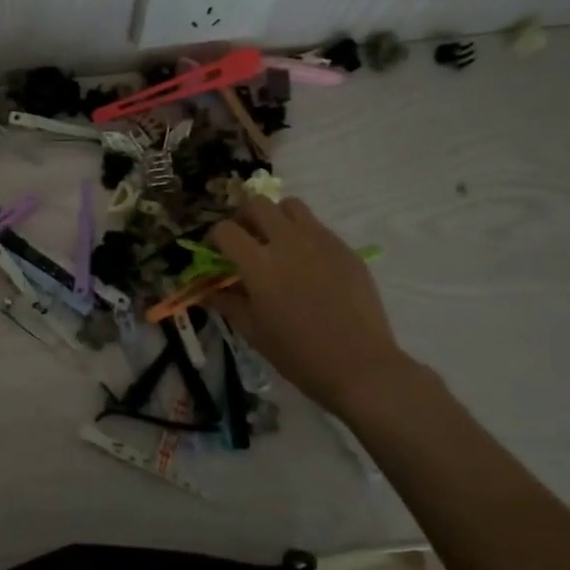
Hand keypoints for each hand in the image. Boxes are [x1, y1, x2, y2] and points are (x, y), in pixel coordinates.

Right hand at [209, 196, 415, 414]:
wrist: (360, 365)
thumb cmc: (299, 354)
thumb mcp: (254, 332)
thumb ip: (228, 303)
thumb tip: (209, 290)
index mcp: (259, 264)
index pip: (225, 230)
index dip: (215, 238)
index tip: (217, 253)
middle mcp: (287, 242)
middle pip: (257, 204)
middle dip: (244, 217)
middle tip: (246, 240)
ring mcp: (319, 240)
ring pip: (290, 205)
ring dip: (276, 217)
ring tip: (277, 243)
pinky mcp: (344, 247)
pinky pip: (317, 226)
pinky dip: (303, 234)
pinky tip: (308, 264)